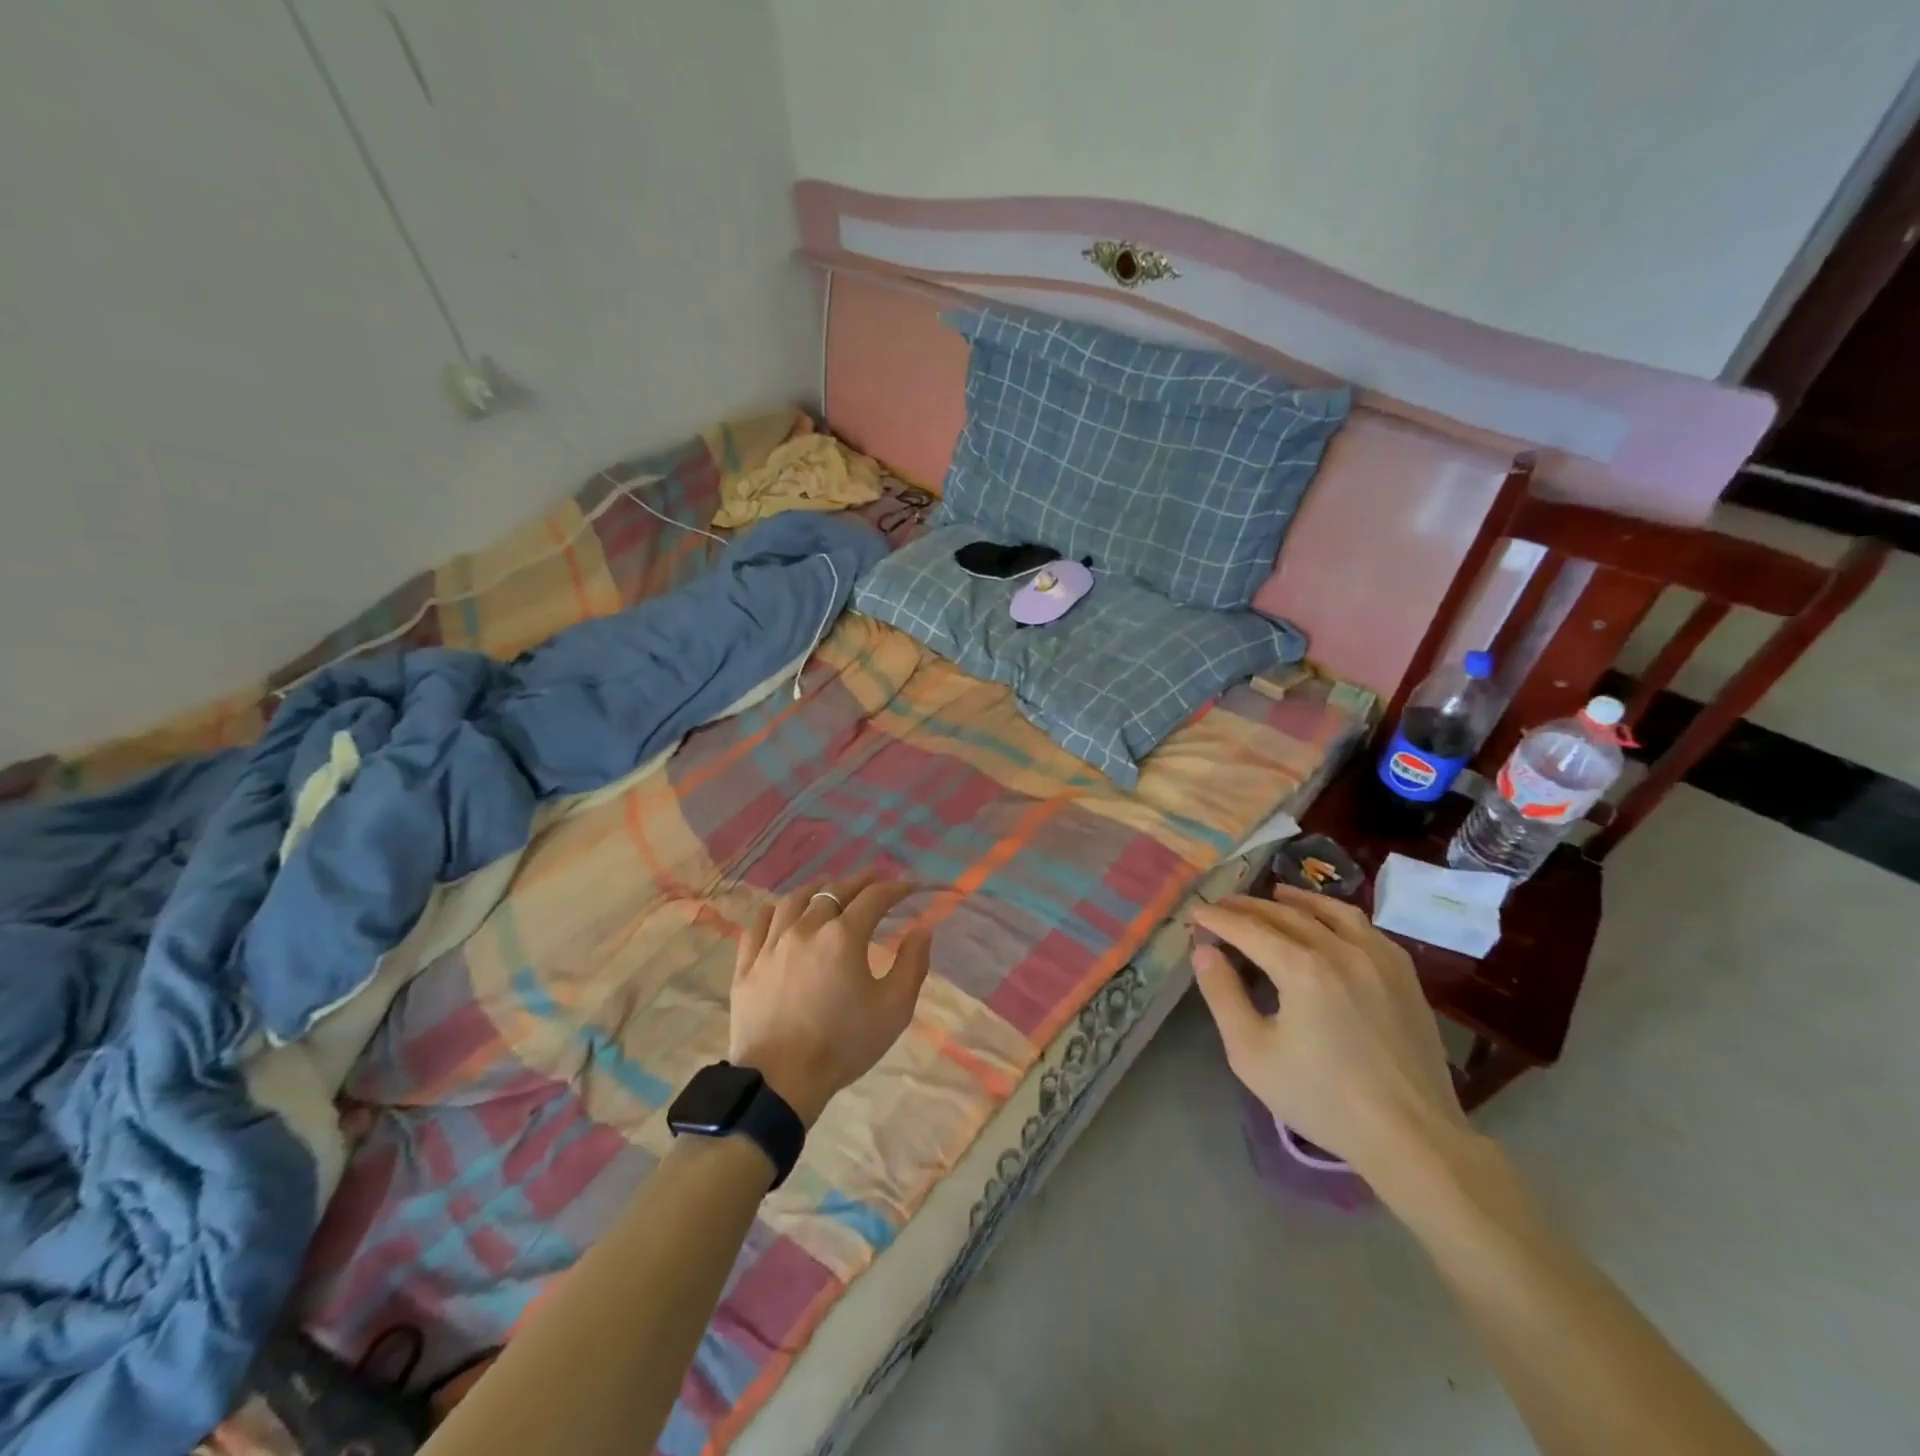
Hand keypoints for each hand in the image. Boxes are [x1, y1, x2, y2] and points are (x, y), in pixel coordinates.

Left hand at [729, 872, 931, 1126]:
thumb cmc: (843, 1044)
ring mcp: (771, 944)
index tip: (910, 887)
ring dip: (817, 889)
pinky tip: (782, 912)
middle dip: (859, 881)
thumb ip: (912, 964)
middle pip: (834, 891)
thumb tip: (922, 930)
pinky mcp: (747, 964)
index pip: (874, 898)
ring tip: (828, 888)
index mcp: (843, 936)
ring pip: (794, 900)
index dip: (895, 888)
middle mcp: (806, 928)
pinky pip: (759, 924)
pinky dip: (776, 910)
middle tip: (874, 879)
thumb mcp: (894, 1009)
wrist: (780, 1081)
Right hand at [1190, 884, 1471, 1185]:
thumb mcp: (1252, 1053)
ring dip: (1296, 900)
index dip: (1218, 918)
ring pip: (1330, 912)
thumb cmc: (1322, 1098)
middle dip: (1248, 906)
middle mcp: (1340, 949)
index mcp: (1302, 967)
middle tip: (1223, 904)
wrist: (1412, 1136)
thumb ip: (1222, 995)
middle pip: (1285, 914)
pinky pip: (1365, 928)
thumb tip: (1204, 951)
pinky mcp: (1405, 975)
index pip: (1248, 929)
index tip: (1196, 911)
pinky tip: (1330, 924)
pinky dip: (1337, 916)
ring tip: (1275, 894)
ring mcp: (1378, 958)